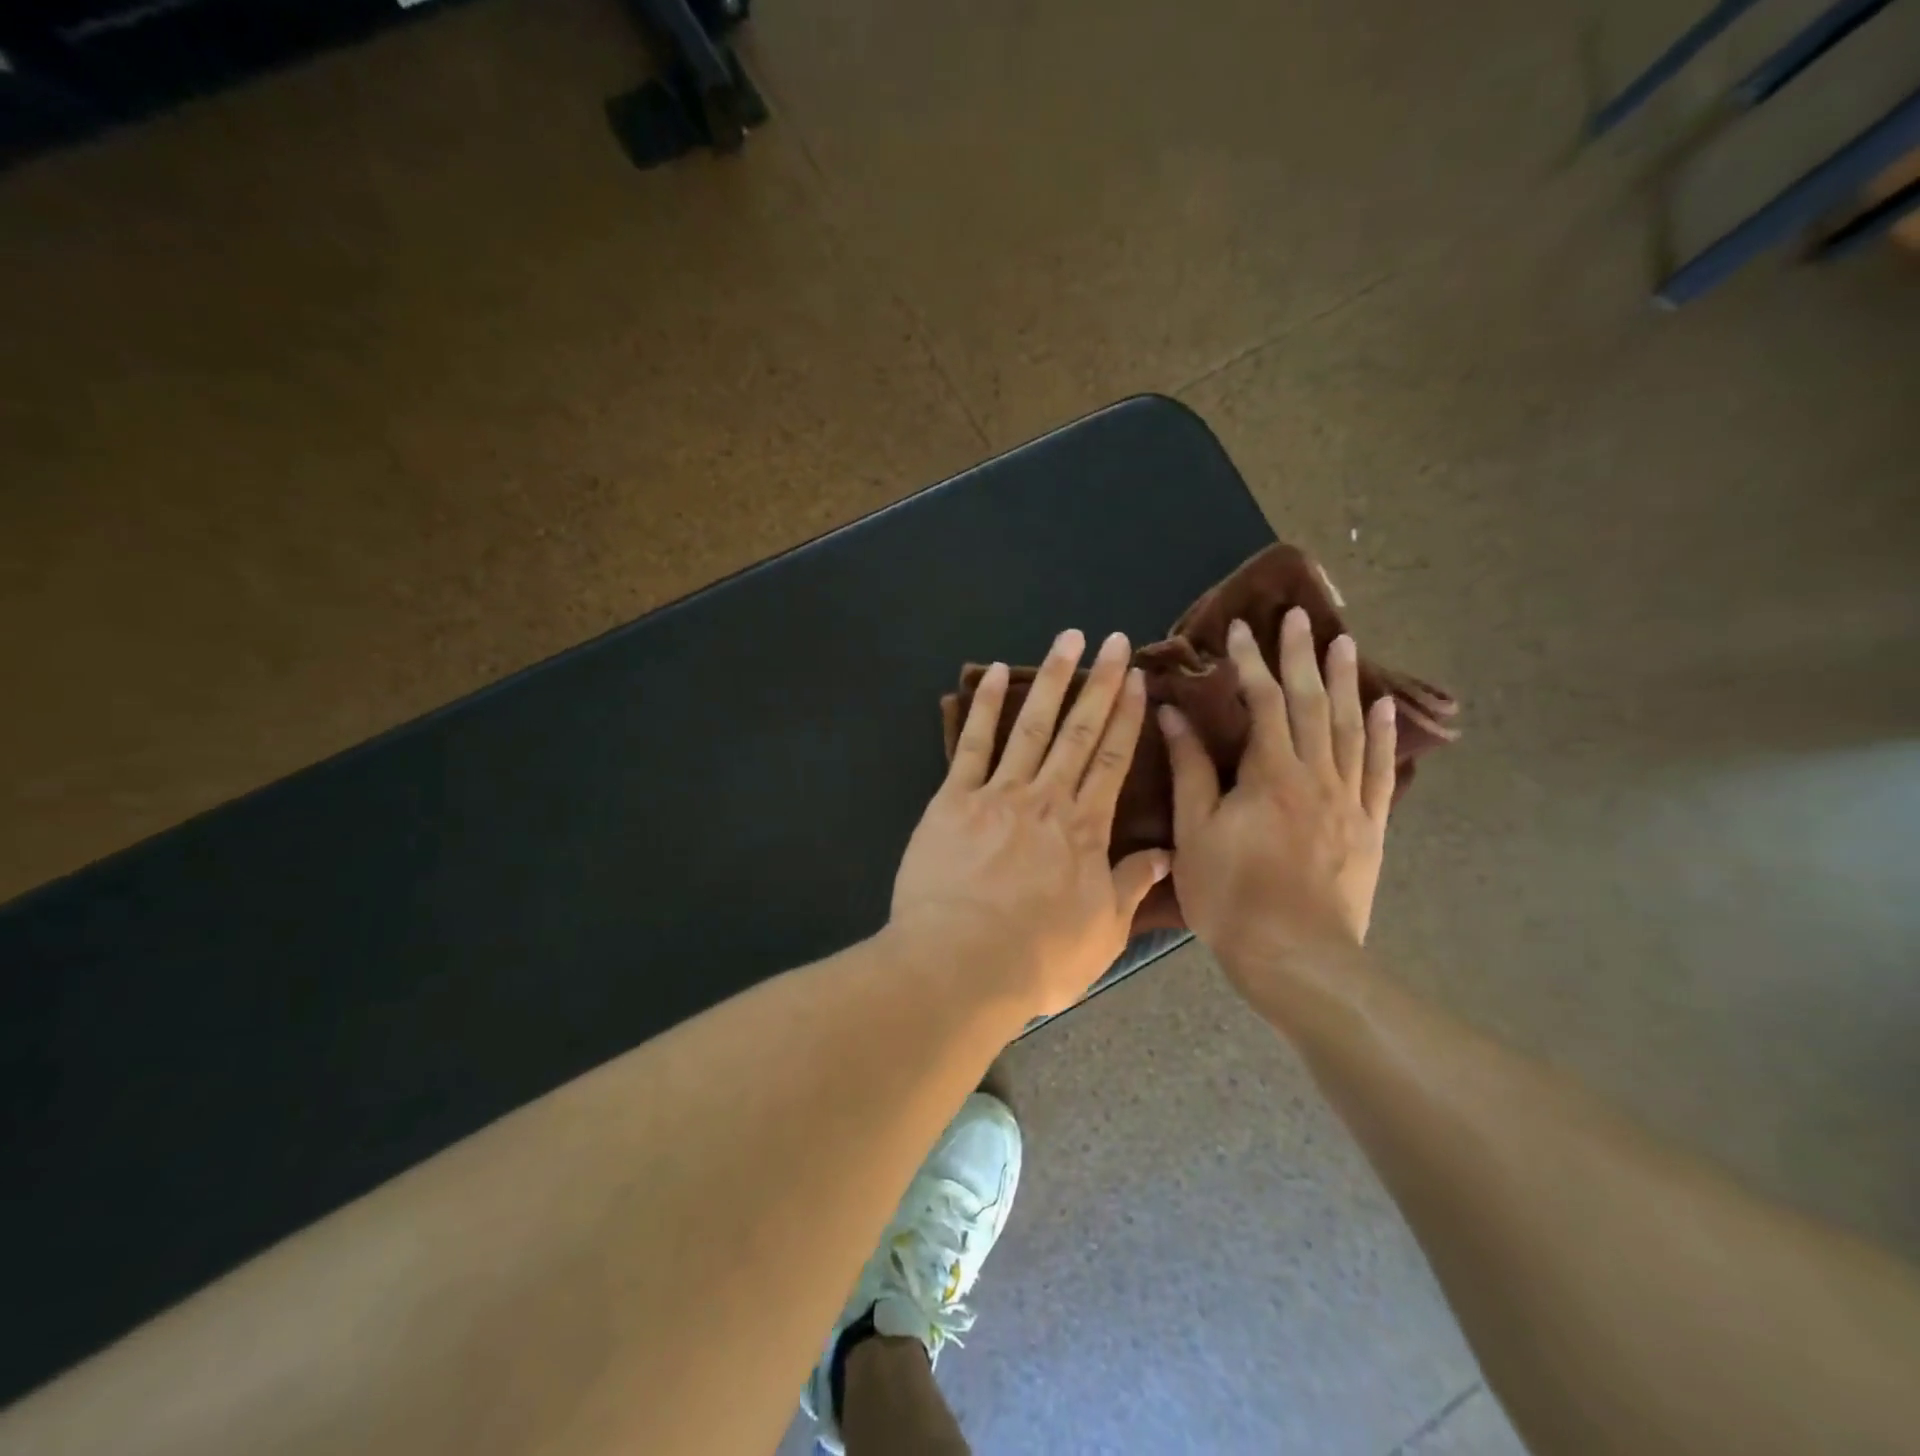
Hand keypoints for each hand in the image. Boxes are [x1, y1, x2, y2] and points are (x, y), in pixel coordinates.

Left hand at [892, 628, 1170, 1018]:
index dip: (1127, 718)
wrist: (960, 964)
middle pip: (1078, 731)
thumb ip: (1131, 886)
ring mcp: (997, 794)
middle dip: (1100, 683)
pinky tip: (993, 673)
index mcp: (1084, 829)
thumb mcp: (1101, 933)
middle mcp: (1046, 799)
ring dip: (1051, 679)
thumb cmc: (1037, 958)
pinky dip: (983, 707)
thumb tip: (1164, 853)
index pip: (1112, 761)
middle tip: (1115, 641)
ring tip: (1068, 639)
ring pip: (1030, 726)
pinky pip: (970, 745)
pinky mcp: (952, 800)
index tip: (1138, 681)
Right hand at [1160, 607, 1396, 977]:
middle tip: (1300, 616)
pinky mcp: (1369, 826)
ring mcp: (1349, 800)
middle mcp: (1316, 774)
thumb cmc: (1232, 895)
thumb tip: (1173, 715)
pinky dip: (1382, 734)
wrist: (1296, 957)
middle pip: (1312, 702)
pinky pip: (1378, 769)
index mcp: (1270, 773)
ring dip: (1346, 681)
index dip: (1249, 663)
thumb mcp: (1194, 832)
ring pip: (1350, 726)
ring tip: (1345, 642)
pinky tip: (1383, 707)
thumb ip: (1189, 769)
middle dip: (1302, 655)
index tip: (1238, 630)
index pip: (1262, 702)